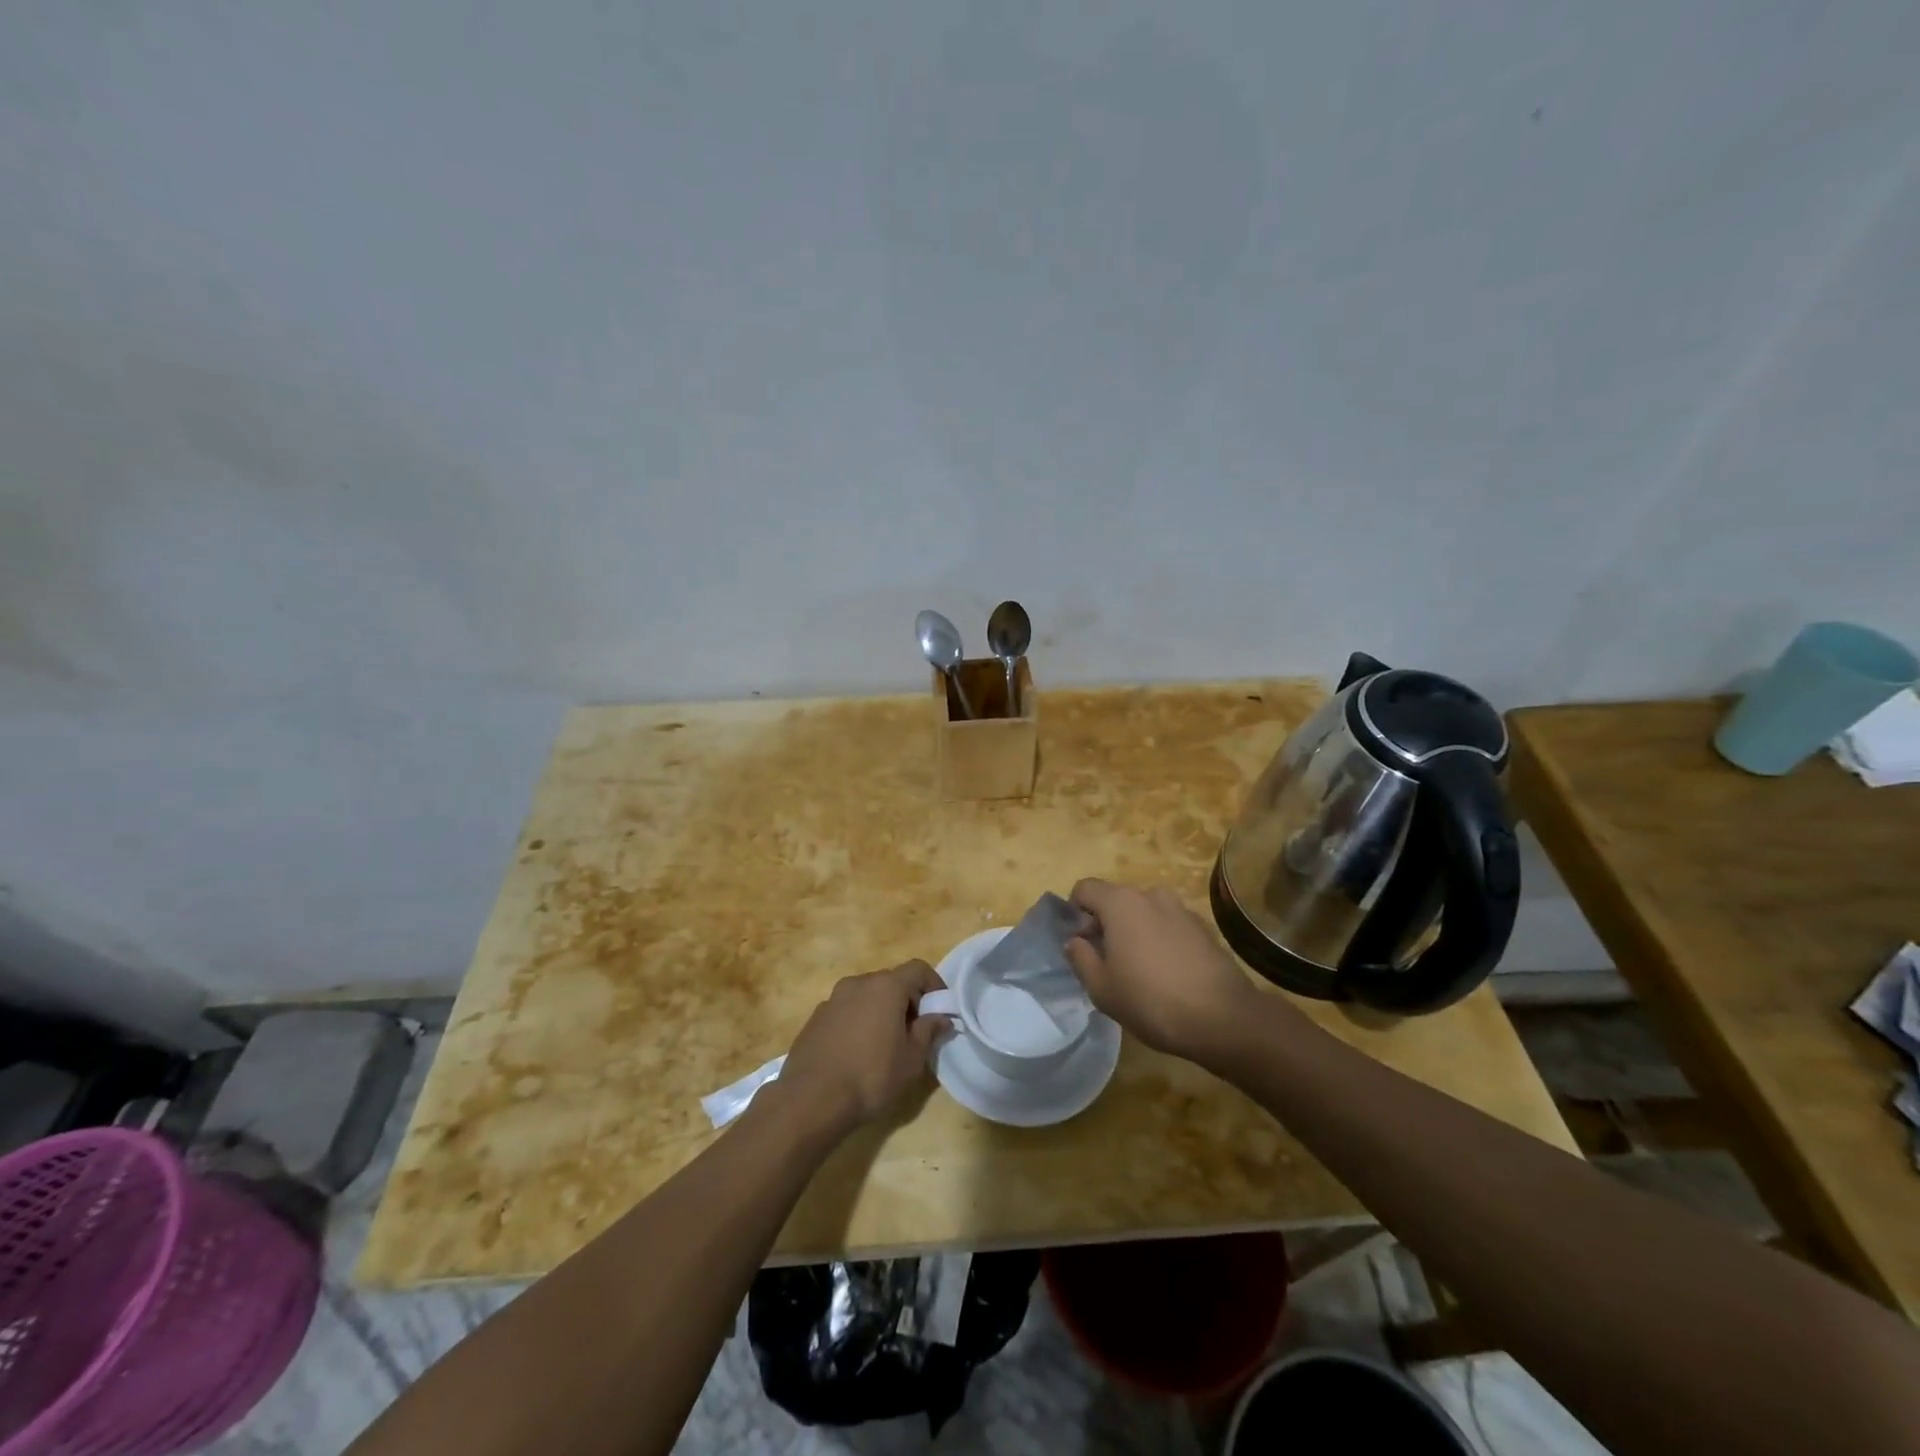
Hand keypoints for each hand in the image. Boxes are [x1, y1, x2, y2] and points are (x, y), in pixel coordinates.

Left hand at [776, 960, 949, 1137]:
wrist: (811, 1100)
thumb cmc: (871, 1077)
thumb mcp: (911, 1060)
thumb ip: (928, 1032)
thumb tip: (942, 1017)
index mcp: (886, 987)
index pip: (918, 969)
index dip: (934, 985)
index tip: (941, 1011)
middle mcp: (858, 983)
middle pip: (891, 981)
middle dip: (908, 1001)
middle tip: (915, 1032)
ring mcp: (832, 999)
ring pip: (867, 996)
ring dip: (881, 1011)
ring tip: (885, 1044)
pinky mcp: (816, 1018)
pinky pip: (846, 1011)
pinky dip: (858, 1021)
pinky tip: (857, 1053)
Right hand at [1065, 879, 1267, 1061]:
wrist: (1223, 1019)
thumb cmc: (1151, 1001)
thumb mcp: (1101, 988)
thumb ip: (1080, 958)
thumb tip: (1075, 941)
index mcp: (1121, 903)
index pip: (1085, 889)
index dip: (1075, 913)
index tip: (1081, 944)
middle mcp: (1151, 895)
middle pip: (1116, 900)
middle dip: (1106, 924)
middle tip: (1107, 962)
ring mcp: (1182, 909)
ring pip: (1145, 913)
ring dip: (1136, 931)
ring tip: (1140, 970)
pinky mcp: (1204, 928)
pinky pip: (1170, 926)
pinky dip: (1162, 940)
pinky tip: (1169, 974)